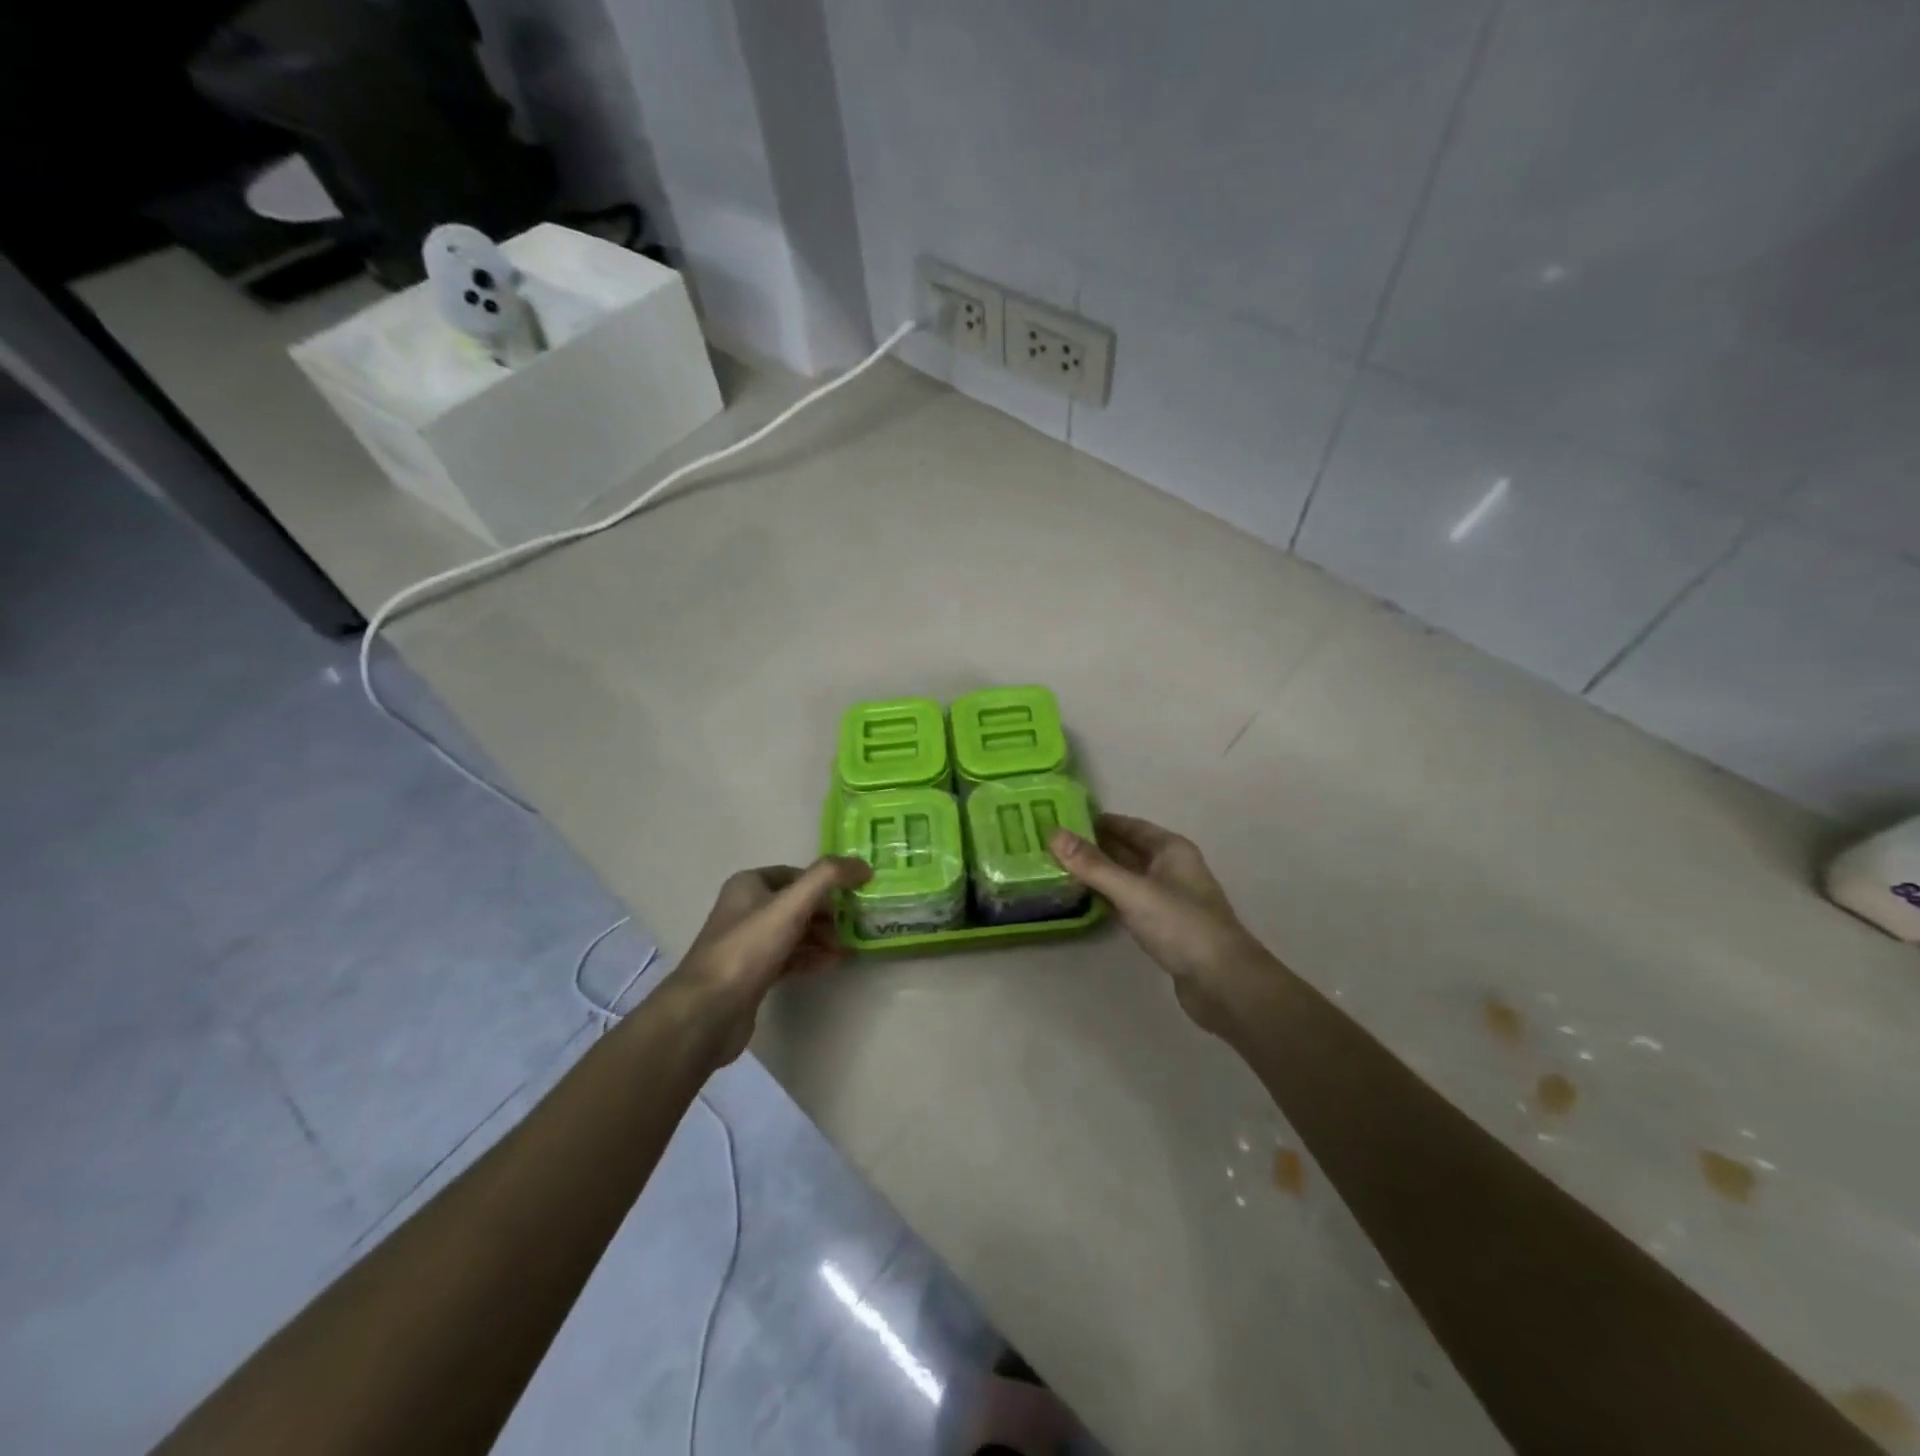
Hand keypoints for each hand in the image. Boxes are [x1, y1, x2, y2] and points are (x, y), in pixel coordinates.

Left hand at [670, 856, 870, 1063]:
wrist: (709, 1011)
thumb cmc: (749, 948)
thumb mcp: (791, 904)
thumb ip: (828, 877)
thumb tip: (862, 865)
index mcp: (748, 885)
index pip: (796, 874)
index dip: (826, 882)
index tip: (854, 895)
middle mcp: (745, 909)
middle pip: (797, 903)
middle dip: (828, 912)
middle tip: (854, 924)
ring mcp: (748, 944)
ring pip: (794, 932)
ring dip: (823, 936)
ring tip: (849, 945)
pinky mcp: (753, 974)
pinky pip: (789, 958)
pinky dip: (812, 957)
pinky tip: (834, 963)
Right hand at [1050, 814, 1272, 1037]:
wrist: (1223, 983)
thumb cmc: (1181, 926)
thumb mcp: (1133, 891)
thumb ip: (1093, 865)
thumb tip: (1054, 833)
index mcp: (1171, 849)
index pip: (1129, 825)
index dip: (1098, 821)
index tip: (1062, 819)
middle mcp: (1171, 868)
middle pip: (1127, 850)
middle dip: (1093, 847)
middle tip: (1052, 845)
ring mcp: (1168, 899)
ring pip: (1127, 877)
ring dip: (1099, 873)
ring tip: (1059, 869)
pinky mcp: (1163, 927)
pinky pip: (1129, 902)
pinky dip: (1108, 898)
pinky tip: (1085, 900)